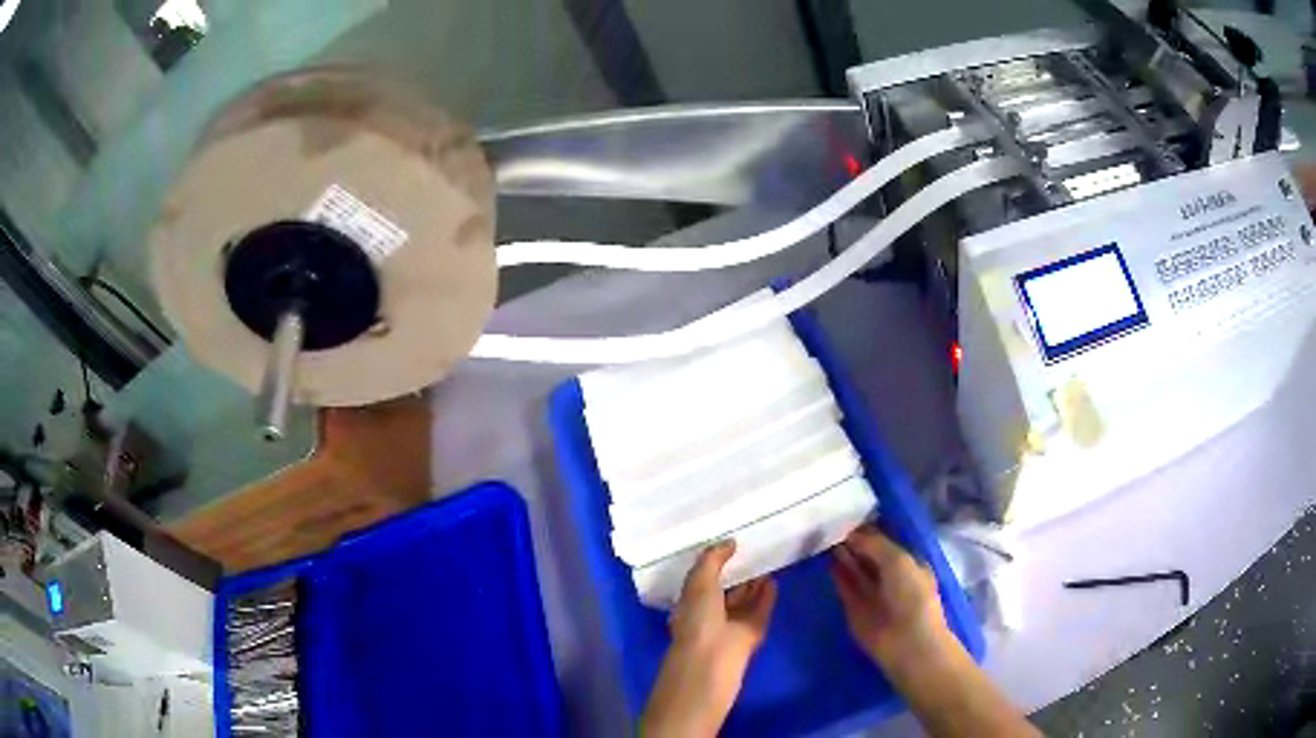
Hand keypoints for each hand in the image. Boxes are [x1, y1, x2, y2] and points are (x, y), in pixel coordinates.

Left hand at [640, 541, 776, 737]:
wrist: (712, 666)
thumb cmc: (698, 622)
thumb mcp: (699, 584)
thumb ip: (712, 560)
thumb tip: (729, 542)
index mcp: (689, 603)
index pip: (702, 580)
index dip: (714, 563)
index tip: (731, 545)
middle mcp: (709, 614)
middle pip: (725, 590)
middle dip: (737, 574)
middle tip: (754, 551)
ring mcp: (730, 627)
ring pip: (744, 601)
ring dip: (754, 585)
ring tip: (768, 562)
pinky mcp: (751, 636)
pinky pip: (759, 611)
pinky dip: (766, 598)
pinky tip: (774, 582)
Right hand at [830, 525, 950, 673]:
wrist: (906, 642)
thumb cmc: (911, 596)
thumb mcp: (897, 561)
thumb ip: (874, 544)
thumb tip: (851, 533)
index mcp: (907, 562)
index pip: (884, 540)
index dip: (868, 528)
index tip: (847, 514)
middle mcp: (890, 575)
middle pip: (868, 554)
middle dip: (853, 541)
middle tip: (830, 523)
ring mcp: (872, 593)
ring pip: (855, 570)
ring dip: (843, 556)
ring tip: (824, 538)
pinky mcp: (855, 609)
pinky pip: (845, 587)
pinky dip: (837, 575)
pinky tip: (827, 561)